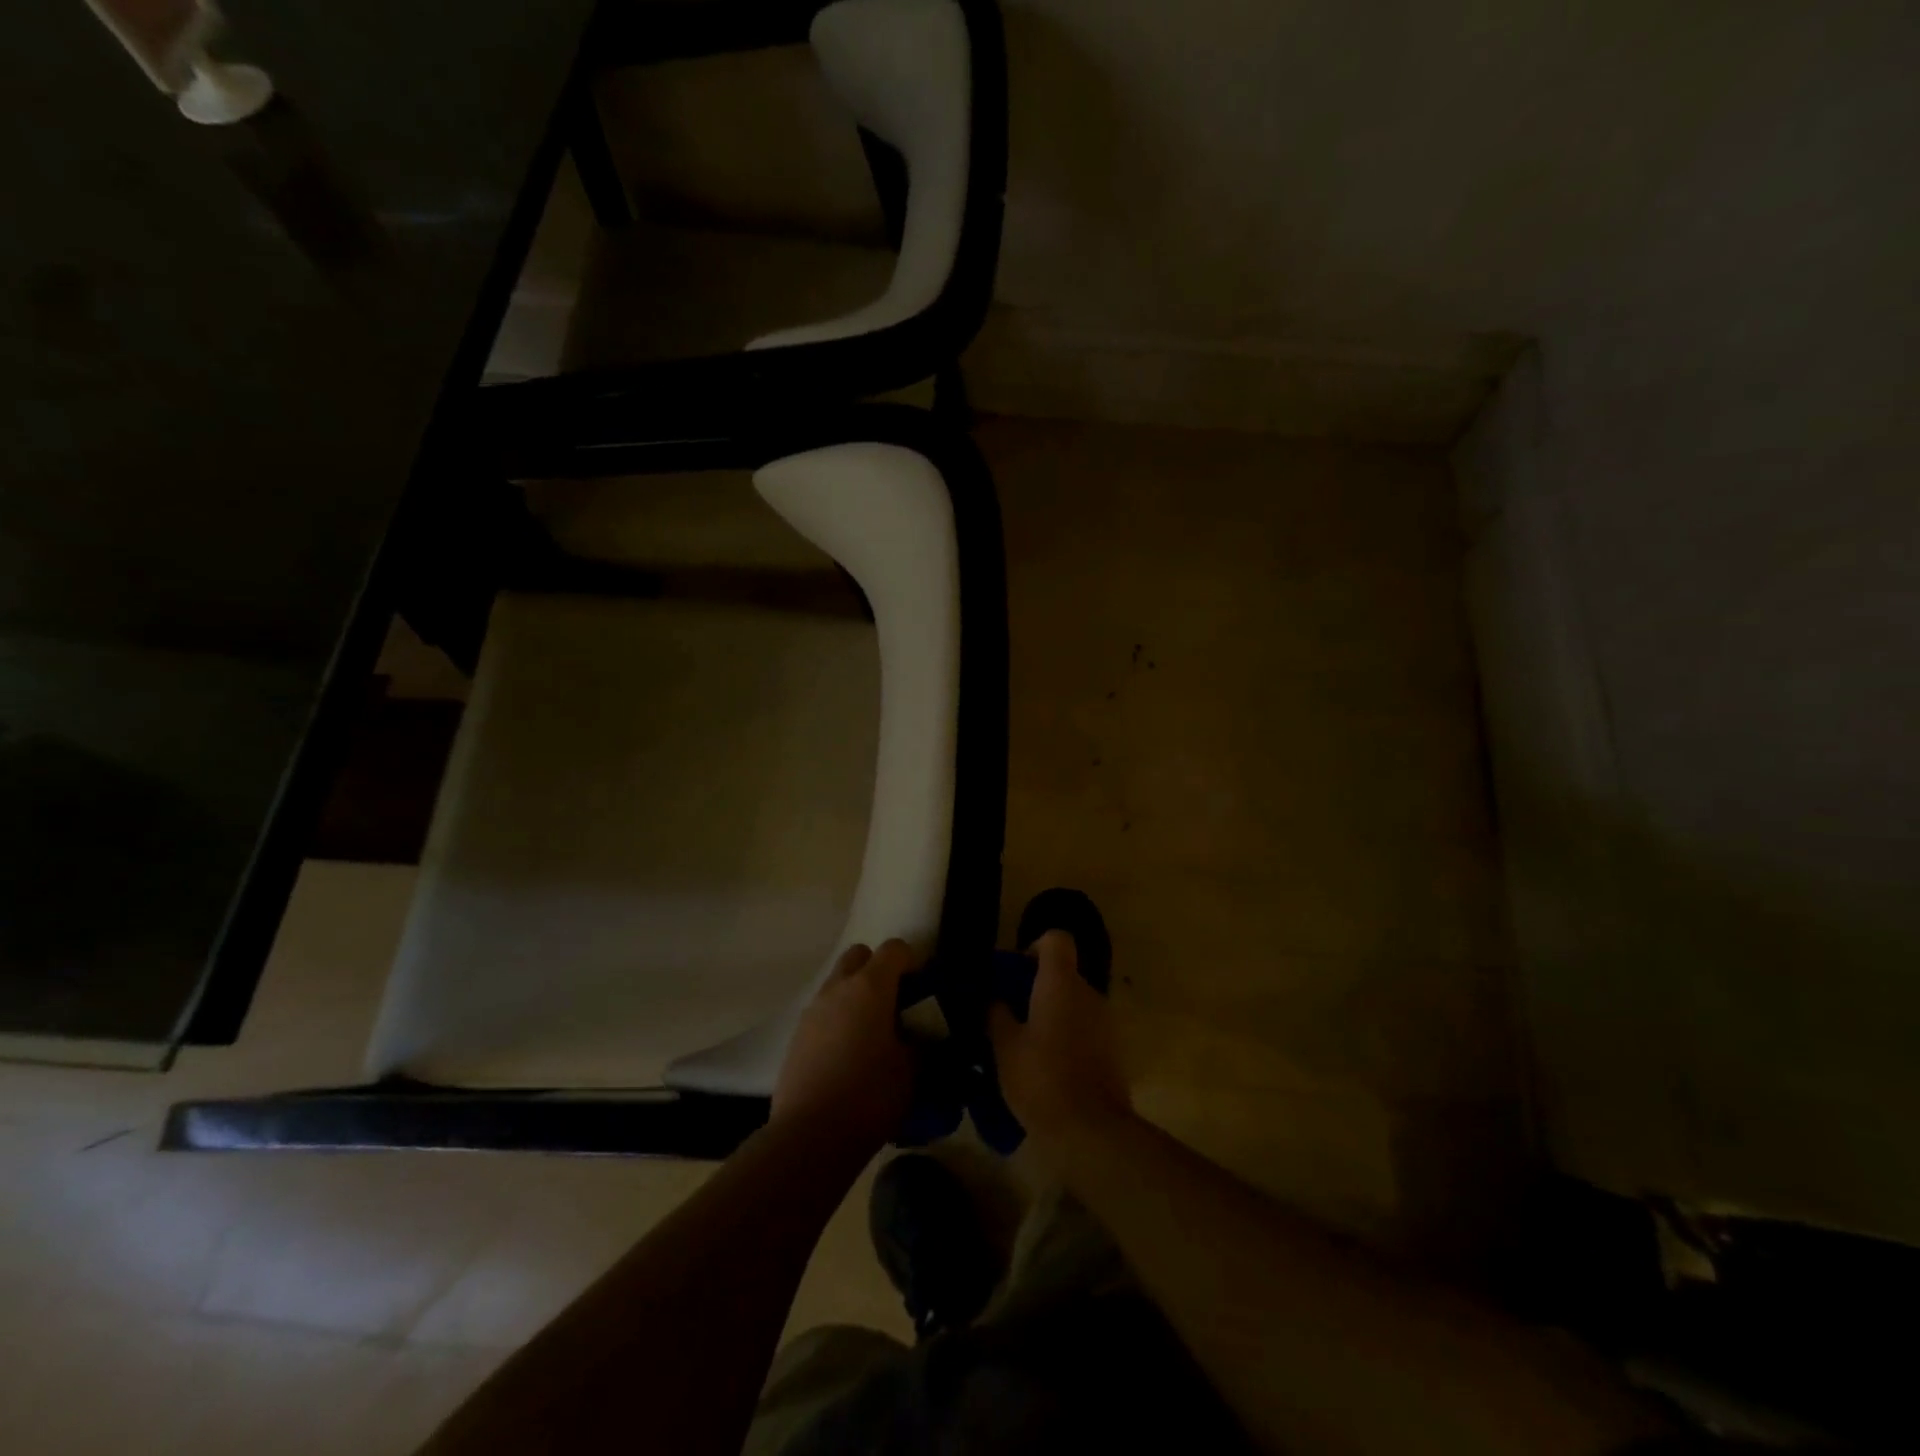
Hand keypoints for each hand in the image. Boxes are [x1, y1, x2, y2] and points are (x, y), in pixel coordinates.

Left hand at [771, 939, 916, 1157]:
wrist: (810, 1135)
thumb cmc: (870, 1095)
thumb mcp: (912, 1070)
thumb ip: (921, 1044)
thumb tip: (923, 1037)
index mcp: (870, 986)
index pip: (894, 949)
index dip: (912, 960)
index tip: (922, 986)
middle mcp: (838, 988)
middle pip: (859, 956)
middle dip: (878, 969)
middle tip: (894, 1002)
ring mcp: (813, 1011)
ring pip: (837, 983)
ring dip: (855, 994)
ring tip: (872, 1032)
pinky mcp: (796, 1036)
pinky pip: (823, 1012)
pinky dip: (838, 1019)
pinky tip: (848, 1054)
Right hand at [987, 930, 1131, 1150]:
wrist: (1091, 1131)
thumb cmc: (1041, 1079)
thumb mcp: (1004, 1046)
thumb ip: (996, 1013)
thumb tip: (994, 999)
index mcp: (1061, 982)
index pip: (1056, 939)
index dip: (1034, 948)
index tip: (1015, 974)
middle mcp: (1089, 993)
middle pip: (1063, 973)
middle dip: (1036, 988)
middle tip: (1009, 1016)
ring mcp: (1105, 1022)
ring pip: (1073, 1003)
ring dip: (1051, 1015)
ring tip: (1024, 1046)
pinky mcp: (1113, 1050)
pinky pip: (1084, 1029)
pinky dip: (1066, 1037)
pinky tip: (1046, 1068)